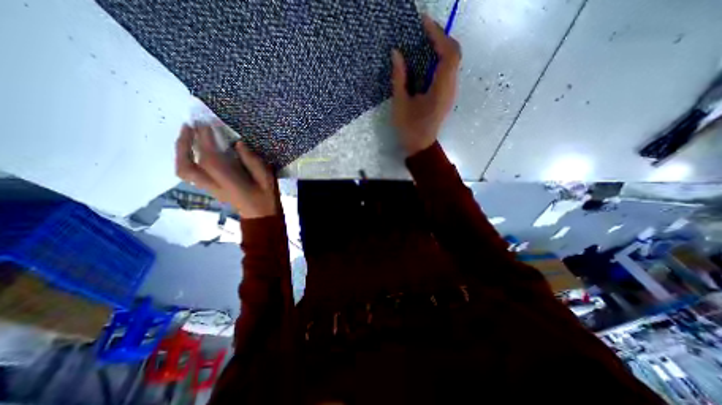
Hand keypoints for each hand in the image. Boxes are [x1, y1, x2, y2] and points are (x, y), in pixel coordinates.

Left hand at [173, 125, 276, 218]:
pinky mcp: (211, 189)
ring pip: (184, 171)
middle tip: (189, 126)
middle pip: (187, 166)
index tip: (205, 124)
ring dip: (181, 152)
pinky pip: (191, 173)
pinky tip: (195, 150)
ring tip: (187, 135)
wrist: (261, 215)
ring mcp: (210, 188)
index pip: (210, 159)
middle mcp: (215, 186)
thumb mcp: (266, 177)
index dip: (205, 140)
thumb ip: (252, 160)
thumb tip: (238, 143)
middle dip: (184, 144)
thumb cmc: (266, 196)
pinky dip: (187, 159)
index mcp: (230, 183)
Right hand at [392, 15, 458, 156]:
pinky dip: (440, 59)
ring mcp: (451, 91)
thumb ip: (399, 78)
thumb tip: (397, 53)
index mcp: (441, 90)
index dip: (438, 35)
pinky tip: (427, 59)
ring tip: (424, 40)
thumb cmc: (409, 128)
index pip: (449, 54)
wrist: (421, 146)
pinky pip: (448, 70)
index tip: (424, 23)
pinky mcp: (447, 95)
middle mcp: (451, 88)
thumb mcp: (400, 104)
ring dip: (441, 47)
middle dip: (441, 37)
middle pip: (454, 53)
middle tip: (423, 30)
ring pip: (453, 61)